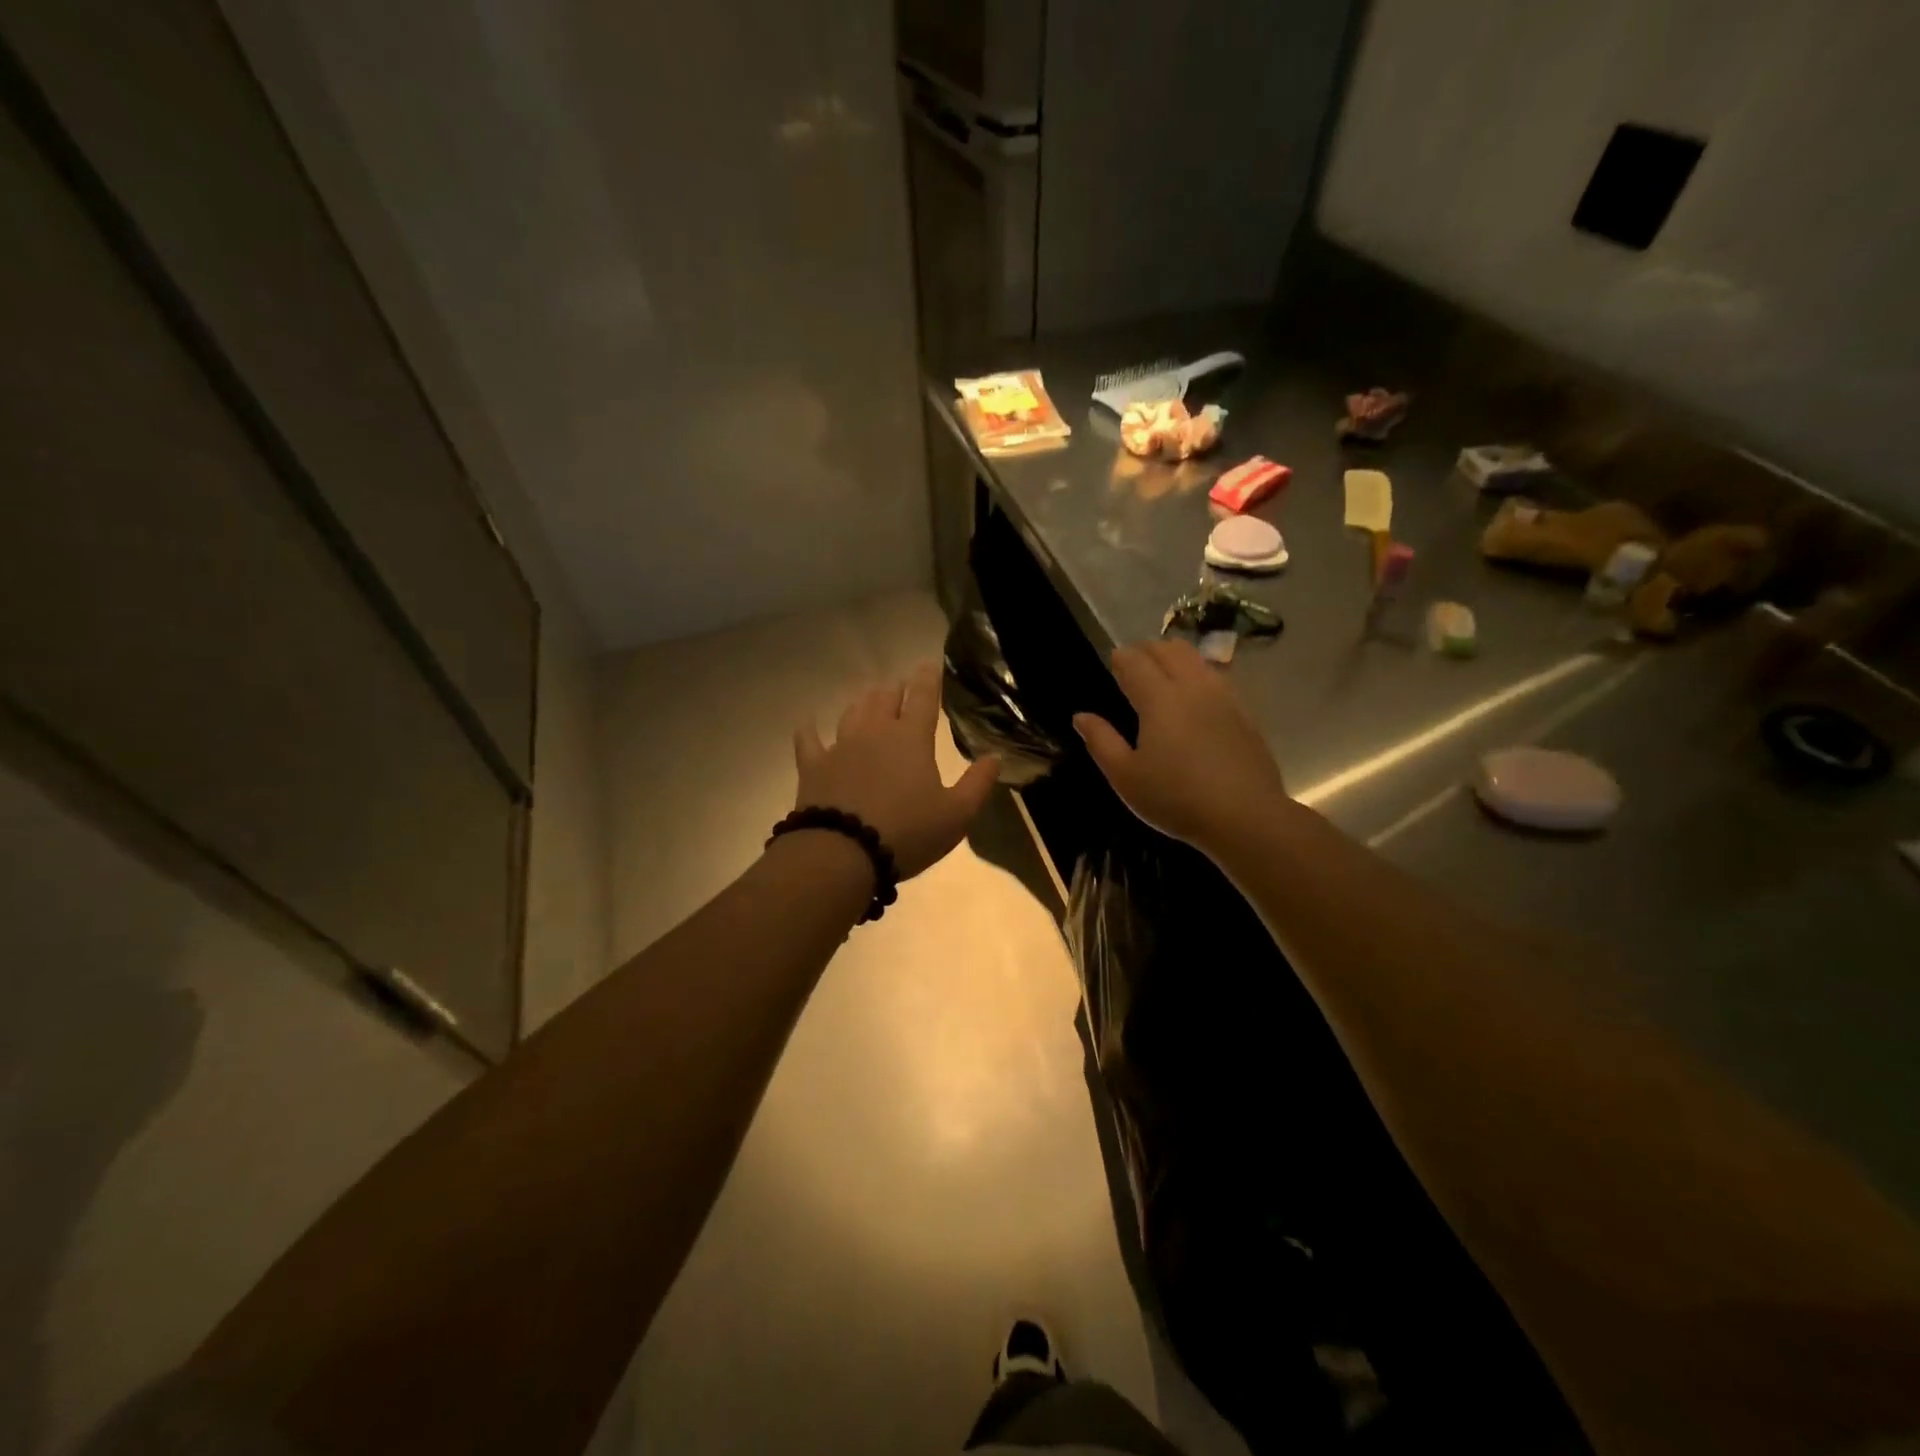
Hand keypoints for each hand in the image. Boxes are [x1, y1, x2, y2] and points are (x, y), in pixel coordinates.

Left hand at [794, 661, 999, 878]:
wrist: (842, 853)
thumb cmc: (907, 832)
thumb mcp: (956, 814)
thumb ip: (977, 783)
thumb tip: (994, 757)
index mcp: (911, 738)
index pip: (923, 697)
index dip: (928, 678)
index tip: (929, 664)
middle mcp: (875, 732)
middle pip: (885, 698)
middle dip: (895, 689)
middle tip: (900, 685)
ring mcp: (840, 746)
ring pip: (852, 712)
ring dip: (863, 701)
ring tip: (868, 696)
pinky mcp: (813, 766)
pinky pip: (809, 740)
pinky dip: (809, 730)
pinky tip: (808, 723)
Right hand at [1073, 639, 1287, 851]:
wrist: (1245, 816)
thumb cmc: (1176, 798)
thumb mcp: (1126, 777)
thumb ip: (1101, 742)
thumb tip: (1081, 716)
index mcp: (1159, 699)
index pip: (1135, 661)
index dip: (1121, 658)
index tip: (1112, 663)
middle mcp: (1192, 687)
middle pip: (1169, 649)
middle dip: (1147, 650)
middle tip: (1133, 666)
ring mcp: (1223, 697)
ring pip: (1197, 658)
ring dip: (1175, 657)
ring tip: (1163, 675)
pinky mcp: (1244, 712)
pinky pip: (1218, 676)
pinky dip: (1199, 673)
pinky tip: (1195, 696)